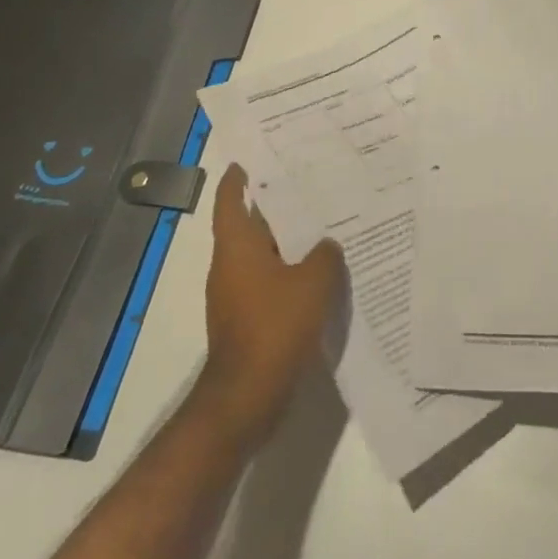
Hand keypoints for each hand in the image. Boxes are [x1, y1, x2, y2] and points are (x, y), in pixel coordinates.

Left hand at [198, 164, 343, 441]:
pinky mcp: (247, 321)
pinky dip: (289, 273)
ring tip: (322, 225)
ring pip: (263, 256)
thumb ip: (325, 255)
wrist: (247, 397)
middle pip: (250, 226)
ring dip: (287, 242)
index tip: (248, 161)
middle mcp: (230, 267)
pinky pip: (270, 283)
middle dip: (275, 207)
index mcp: (237, 248)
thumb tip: (327, 245)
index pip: (230, 202)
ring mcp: (236, 296)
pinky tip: (319, 273)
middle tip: (307, 186)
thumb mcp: (313, 282)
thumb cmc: (275, 327)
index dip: (236, 180)